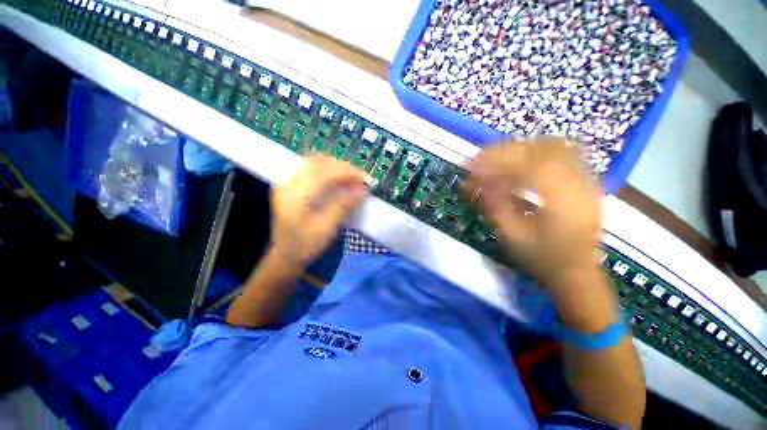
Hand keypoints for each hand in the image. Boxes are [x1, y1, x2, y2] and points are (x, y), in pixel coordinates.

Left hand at [270, 155, 365, 268]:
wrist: (285, 256)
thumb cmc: (306, 246)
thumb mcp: (327, 228)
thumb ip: (343, 205)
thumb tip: (362, 189)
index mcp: (296, 195)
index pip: (325, 173)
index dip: (348, 173)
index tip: (366, 179)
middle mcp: (288, 183)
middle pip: (319, 163)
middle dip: (344, 168)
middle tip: (361, 178)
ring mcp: (287, 182)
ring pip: (315, 162)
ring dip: (336, 167)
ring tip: (352, 178)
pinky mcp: (290, 185)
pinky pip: (311, 169)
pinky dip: (328, 170)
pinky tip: (338, 179)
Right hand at [466, 137, 602, 287]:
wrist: (577, 272)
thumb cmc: (542, 258)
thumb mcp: (511, 236)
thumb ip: (492, 205)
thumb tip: (470, 182)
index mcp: (562, 200)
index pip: (525, 165)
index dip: (493, 161)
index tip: (469, 165)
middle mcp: (579, 182)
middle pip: (539, 149)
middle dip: (503, 151)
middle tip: (478, 158)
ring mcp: (586, 178)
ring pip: (552, 145)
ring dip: (519, 147)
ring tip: (495, 156)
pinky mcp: (584, 180)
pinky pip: (562, 152)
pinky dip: (536, 150)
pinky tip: (520, 157)